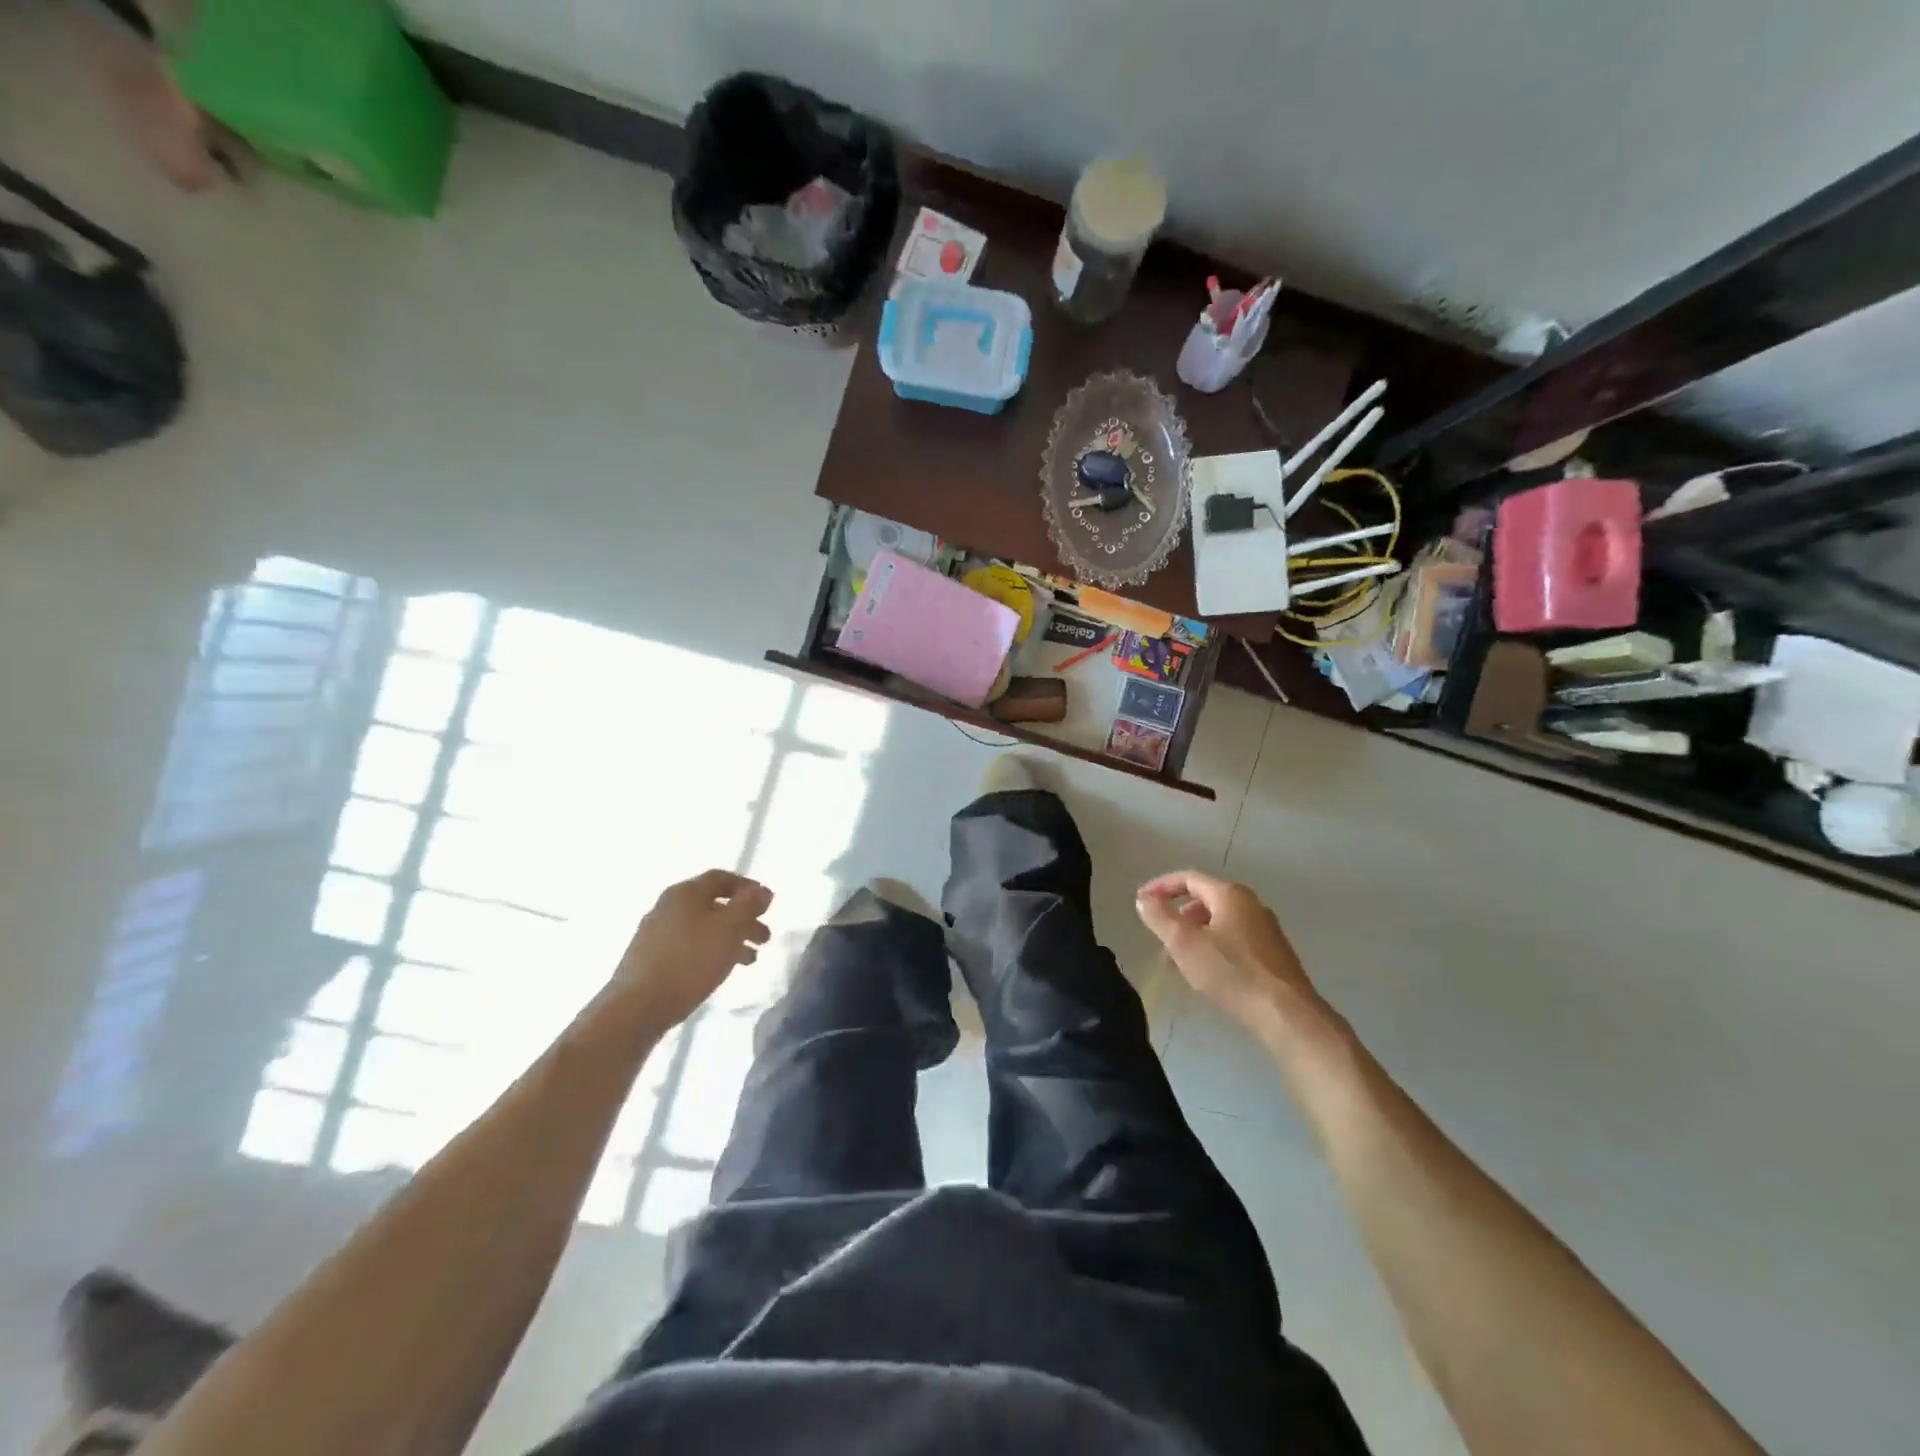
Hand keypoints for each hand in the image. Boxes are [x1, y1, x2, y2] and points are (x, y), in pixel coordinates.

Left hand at [615, 870, 772, 1028]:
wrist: (637, 1007)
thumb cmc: (690, 960)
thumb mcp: (730, 928)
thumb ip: (749, 906)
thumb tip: (762, 891)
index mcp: (685, 893)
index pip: (722, 878)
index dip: (748, 887)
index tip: (768, 904)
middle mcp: (668, 907)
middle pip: (714, 905)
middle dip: (744, 918)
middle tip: (765, 938)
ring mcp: (656, 933)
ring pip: (703, 928)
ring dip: (731, 938)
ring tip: (750, 960)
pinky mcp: (650, 959)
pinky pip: (689, 947)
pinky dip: (711, 952)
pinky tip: (720, 970)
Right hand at [1135, 870, 1330, 1032]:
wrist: (1286, 1014)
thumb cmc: (1231, 972)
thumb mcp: (1183, 943)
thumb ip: (1159, 917)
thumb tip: (1144, 898)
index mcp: (1230, 895)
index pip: (1189, 878)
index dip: (1161, 886)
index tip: (1141, 901)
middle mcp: (1251, 905)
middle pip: (1205, 900)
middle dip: (1177, 916)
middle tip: (1159, 937)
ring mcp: (1266, 930)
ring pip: (1219, 923)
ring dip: (1193, 936)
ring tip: (1177, 962)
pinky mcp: (1274, 956)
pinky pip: (1234, 941)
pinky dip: (1212, 949)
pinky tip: (1206, 974)